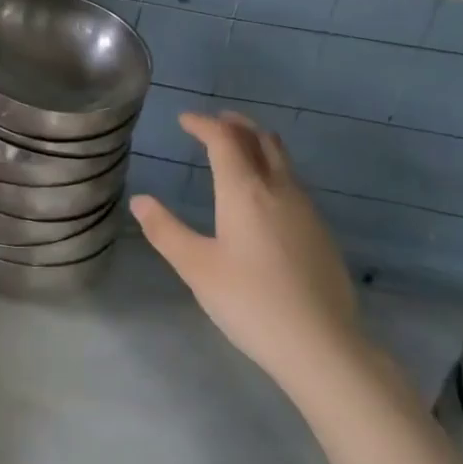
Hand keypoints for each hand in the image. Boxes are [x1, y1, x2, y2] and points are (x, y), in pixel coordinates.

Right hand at [130, 113, 358, 384]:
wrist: (321, 344)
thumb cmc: (250, 302)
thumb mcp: (196, 267)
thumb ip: (166, 231)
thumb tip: (141, 201)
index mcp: (245, 191)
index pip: (224, 140)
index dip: (203, 124)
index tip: (185, 119)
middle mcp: (279, 189)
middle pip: (260, 139)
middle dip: (236, 124)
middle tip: (215, 122)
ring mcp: (306, 209)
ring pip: (282, 160)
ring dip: (258, 144)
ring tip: (239, 150)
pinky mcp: (320, 232)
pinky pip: (293, 183)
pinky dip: (273, 170)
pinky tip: (264, 197)